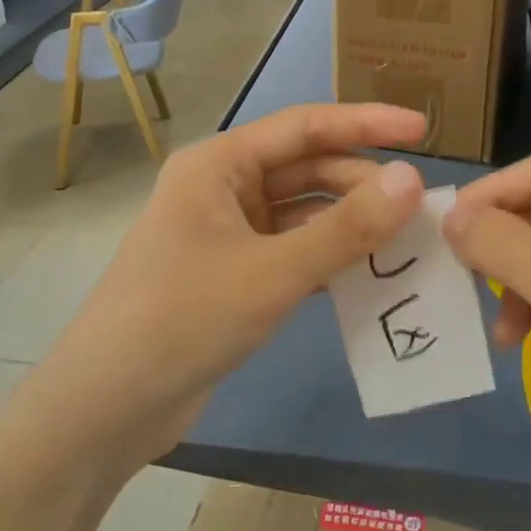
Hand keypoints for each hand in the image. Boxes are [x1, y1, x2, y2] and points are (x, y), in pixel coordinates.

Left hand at [31, 103, 427, 476]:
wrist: (107, 407)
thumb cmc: (183, 318)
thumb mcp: (272, 272)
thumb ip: (346, 228)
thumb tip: (412, 179)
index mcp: (219, 164)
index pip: (304, 126)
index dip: (366, 123)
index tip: (423, 129)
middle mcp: (222, 188)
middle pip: (306, 170)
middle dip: (361, 184)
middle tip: (420, 208)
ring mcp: (226, 233)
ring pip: (302, 213)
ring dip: (349, 224)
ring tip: (405, 240)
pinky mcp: (233, 275)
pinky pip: (292, 251)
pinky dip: (328, 258)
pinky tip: (368, 274)